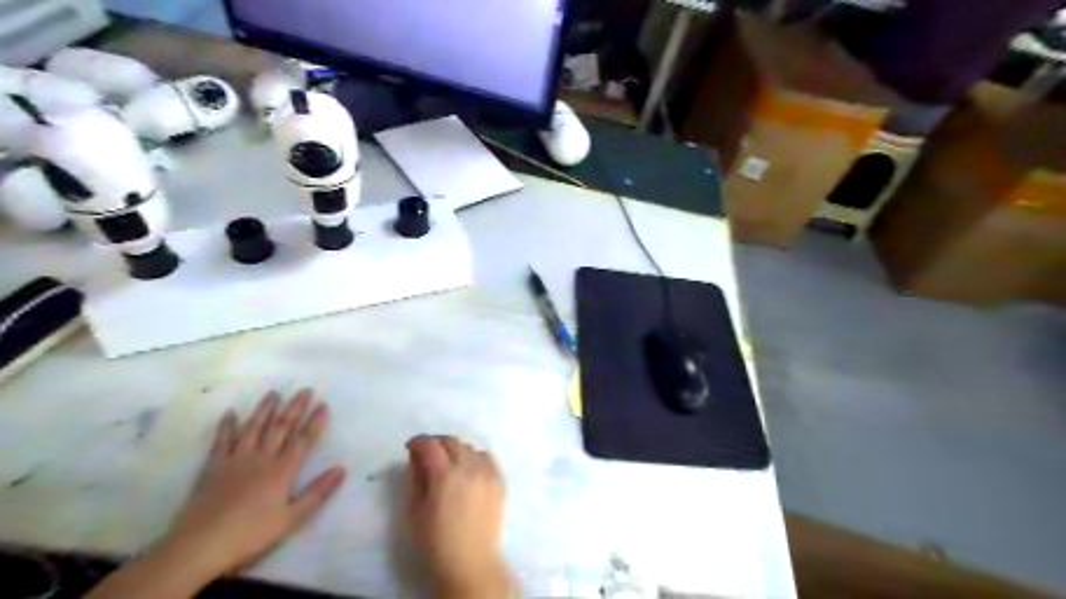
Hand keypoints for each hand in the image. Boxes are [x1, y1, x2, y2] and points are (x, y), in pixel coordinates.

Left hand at [163, 390, 344, 577]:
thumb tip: (341, 469)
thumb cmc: (250, 534)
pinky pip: (221, 441)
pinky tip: (230, 413)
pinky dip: (226, 426)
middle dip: (294, 408)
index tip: (323, 404)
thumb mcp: (291, 519)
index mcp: (283, 470)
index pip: (303, 440)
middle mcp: (262, 458)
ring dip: (265, 409)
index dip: (314, 422)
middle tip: (304, 390)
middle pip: (281, 428)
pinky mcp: (213, 467)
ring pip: (254, 428)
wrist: (199, 545)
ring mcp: (236, 459)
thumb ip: (317, 493)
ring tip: (274, 393)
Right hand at [404, 434, 510, 598]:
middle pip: (451, 441)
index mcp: (444, 475)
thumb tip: (417, 459)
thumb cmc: (434, 541)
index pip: (430, 445)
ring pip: (470, 448)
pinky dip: (475, 457)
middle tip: (427, 453)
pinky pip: (487, 457)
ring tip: (448, 463)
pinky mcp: (500, 481)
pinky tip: (469, 469)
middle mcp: (469, 467)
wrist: (469, 562)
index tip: (410, 447)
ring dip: (456, 450)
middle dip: (436, 443)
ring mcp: (487, 473)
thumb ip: (414, 478)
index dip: (418, 441)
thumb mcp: (413, 511)